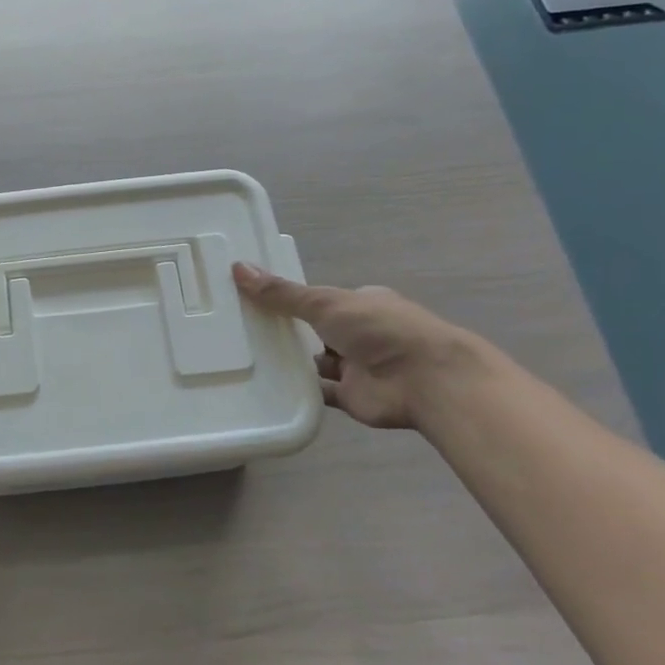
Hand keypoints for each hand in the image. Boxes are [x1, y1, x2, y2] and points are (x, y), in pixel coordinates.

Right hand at [232, 263, 472, 430]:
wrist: (426, 381)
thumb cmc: (380, 329)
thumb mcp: (326, 303)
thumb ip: (283, 293)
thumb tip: (238, 267)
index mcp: (361, 303)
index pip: (321, 299)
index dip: (292, 299)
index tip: (257, 300)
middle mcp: (360, 333)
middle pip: (317, 331)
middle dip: (288, 331)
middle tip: (243, 329)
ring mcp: (357, 367)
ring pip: (317, 362)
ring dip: (292, 361)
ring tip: (246, 356)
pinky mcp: (352, 397)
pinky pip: (320, 393)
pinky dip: (299, 390)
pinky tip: (267, 387)